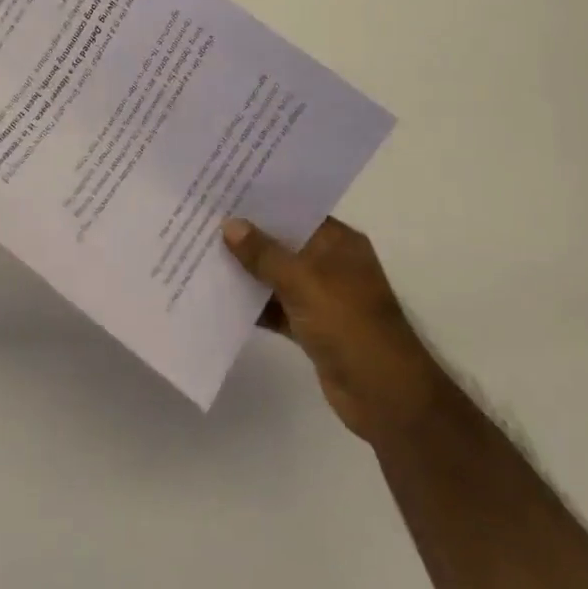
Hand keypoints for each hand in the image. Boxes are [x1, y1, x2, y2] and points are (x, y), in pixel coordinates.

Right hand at [222, 216, 443, 444]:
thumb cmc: (349, 324)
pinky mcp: (311, 328)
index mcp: (339, 243)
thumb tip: (229, 225)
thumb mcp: (304, 281)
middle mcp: (330, 264)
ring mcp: (321, 297)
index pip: (297, 211)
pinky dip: (254, 304)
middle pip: (283, 242)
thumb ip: (264, 254)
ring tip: (202, 252)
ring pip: (276, 276)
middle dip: (248, 236)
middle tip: (204, 218)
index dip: (263, 201)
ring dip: (247, 271)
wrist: (385, 397)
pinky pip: (276, 307)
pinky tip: (218, 297)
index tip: (224, 190)